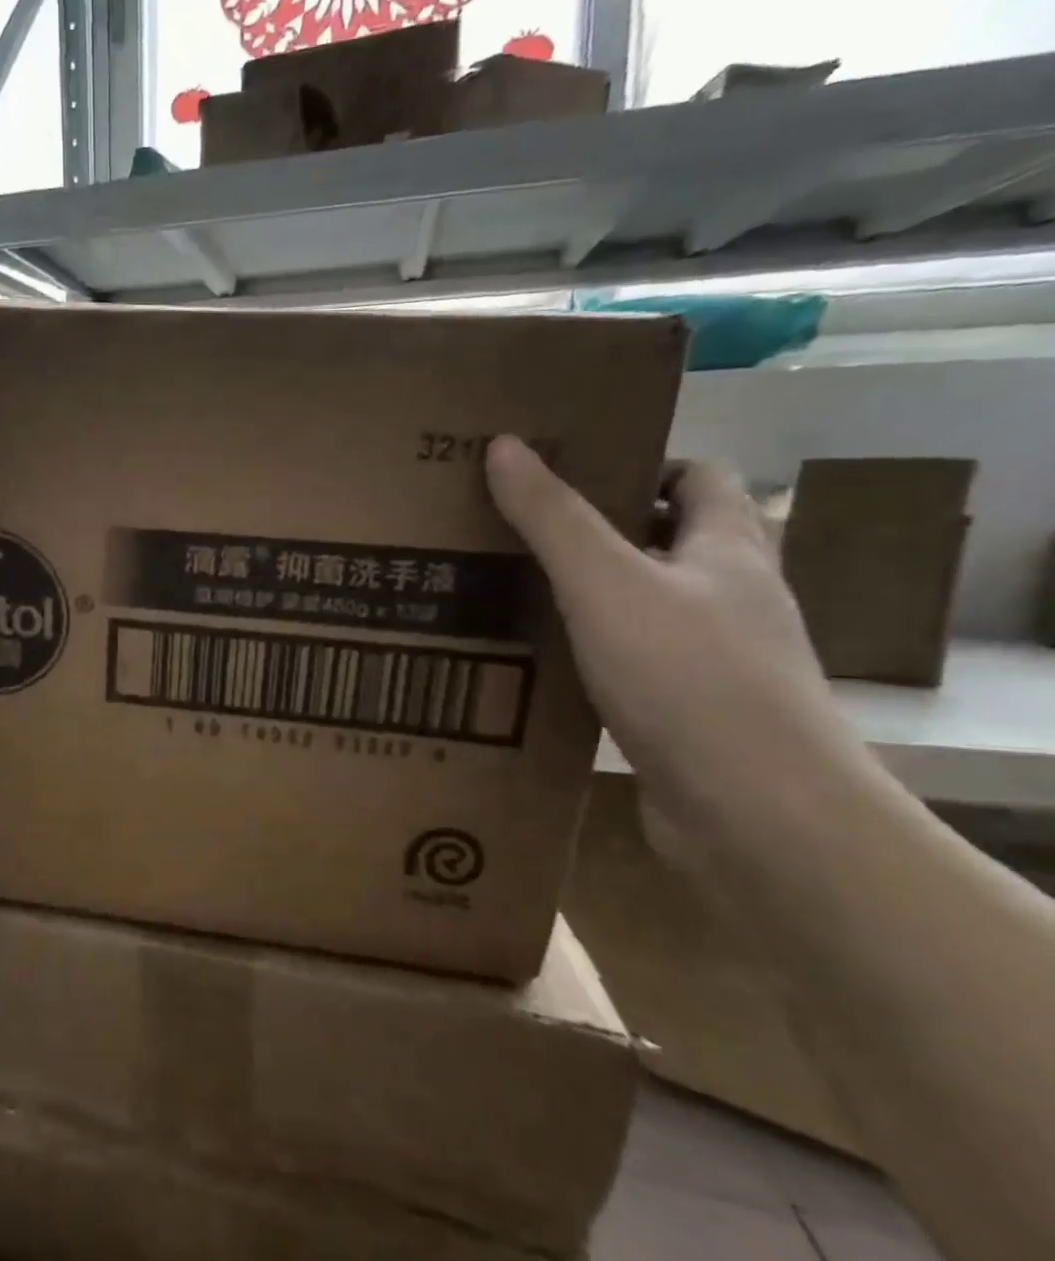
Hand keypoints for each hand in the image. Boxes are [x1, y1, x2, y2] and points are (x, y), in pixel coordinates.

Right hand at [484, 435, 865, 833]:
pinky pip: (630, 661)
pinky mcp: (688, 710)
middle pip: (663, 540)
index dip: (638, 464)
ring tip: (508, 590)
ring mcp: (714, 658)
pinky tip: (535, 661)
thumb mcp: (606, 583)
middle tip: (514, 528)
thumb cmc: (689, 677)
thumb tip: (504, 445)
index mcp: (728, 549)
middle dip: (593, 530)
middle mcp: (731, 596)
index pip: (698, 476)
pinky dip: (586, 653)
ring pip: (641, 605)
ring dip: (584, 596)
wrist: (757, 815)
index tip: (563, 471)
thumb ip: (553, 516)